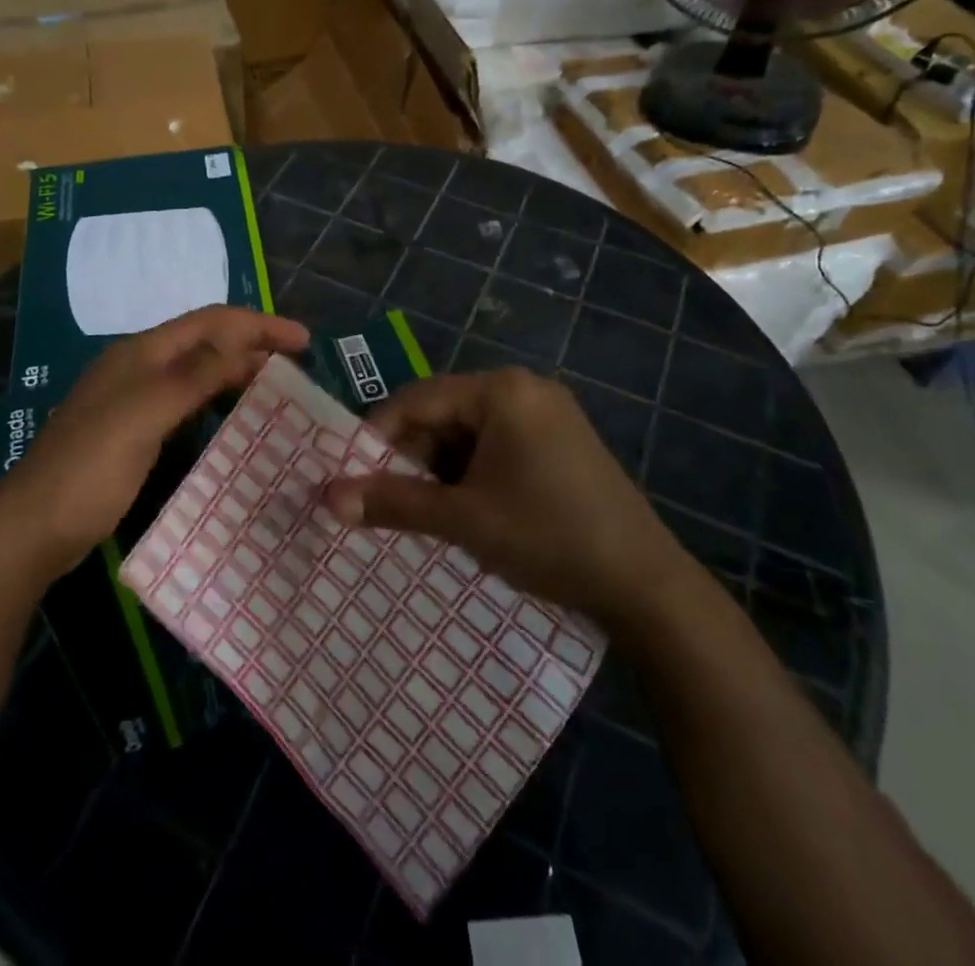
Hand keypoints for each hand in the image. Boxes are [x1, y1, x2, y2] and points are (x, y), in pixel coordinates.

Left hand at [0, 306, 309, 584]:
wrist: (33, 527)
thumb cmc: (90, 467)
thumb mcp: (144, 415)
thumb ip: (192, 376)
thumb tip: (241, 344)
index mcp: (141, 353)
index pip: (211, 321)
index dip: (259, 325)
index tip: (305, 341)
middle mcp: (140, 367)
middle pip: (206, 343)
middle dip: (253, 346)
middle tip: (299, 368)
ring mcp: (135, 400)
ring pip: (198, 373)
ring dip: (237, 373)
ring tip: (278, 389)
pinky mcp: (135, 432)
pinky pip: (188, 403)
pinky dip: (218, 402)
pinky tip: (236, 420)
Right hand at [323, 369, 700, 636]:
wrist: (646, 585)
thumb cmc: (548, 536)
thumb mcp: (463, 519)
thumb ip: (393, 502)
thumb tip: (328, 497)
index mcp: (502, 391)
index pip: (418, 398)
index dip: (379, 434)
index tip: (353, 474)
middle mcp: (525, 389)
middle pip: (444, 412)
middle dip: (413, 455)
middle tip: (388, 498)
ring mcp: (548, 414)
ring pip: (469, 431)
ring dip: (441, 467)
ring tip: (424, 510)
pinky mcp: (561, 441)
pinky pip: (498, 444)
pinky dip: (472, 471)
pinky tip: (466, 508)